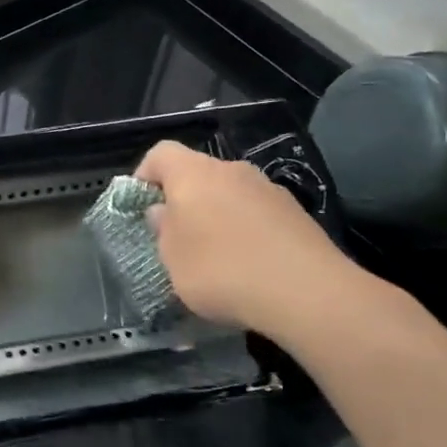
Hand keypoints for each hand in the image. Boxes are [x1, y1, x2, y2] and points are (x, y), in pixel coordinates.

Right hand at [135, 140, 373, 345]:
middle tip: (176, 235)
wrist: (307, 293)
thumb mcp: (173, 258)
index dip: (145, 174)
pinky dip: (246, 230)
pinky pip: (256, 213)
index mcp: (193, 174)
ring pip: (229, 193)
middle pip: (197, 173)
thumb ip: (163, 230)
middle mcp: (231, 170)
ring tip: (215, 255)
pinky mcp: (296, 212)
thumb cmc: (221, 270)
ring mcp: (268, 188)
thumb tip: (163, 211)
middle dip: (183, 199)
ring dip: (217, 214)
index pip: (160, 153)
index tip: (140, 205)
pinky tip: (249, 265)